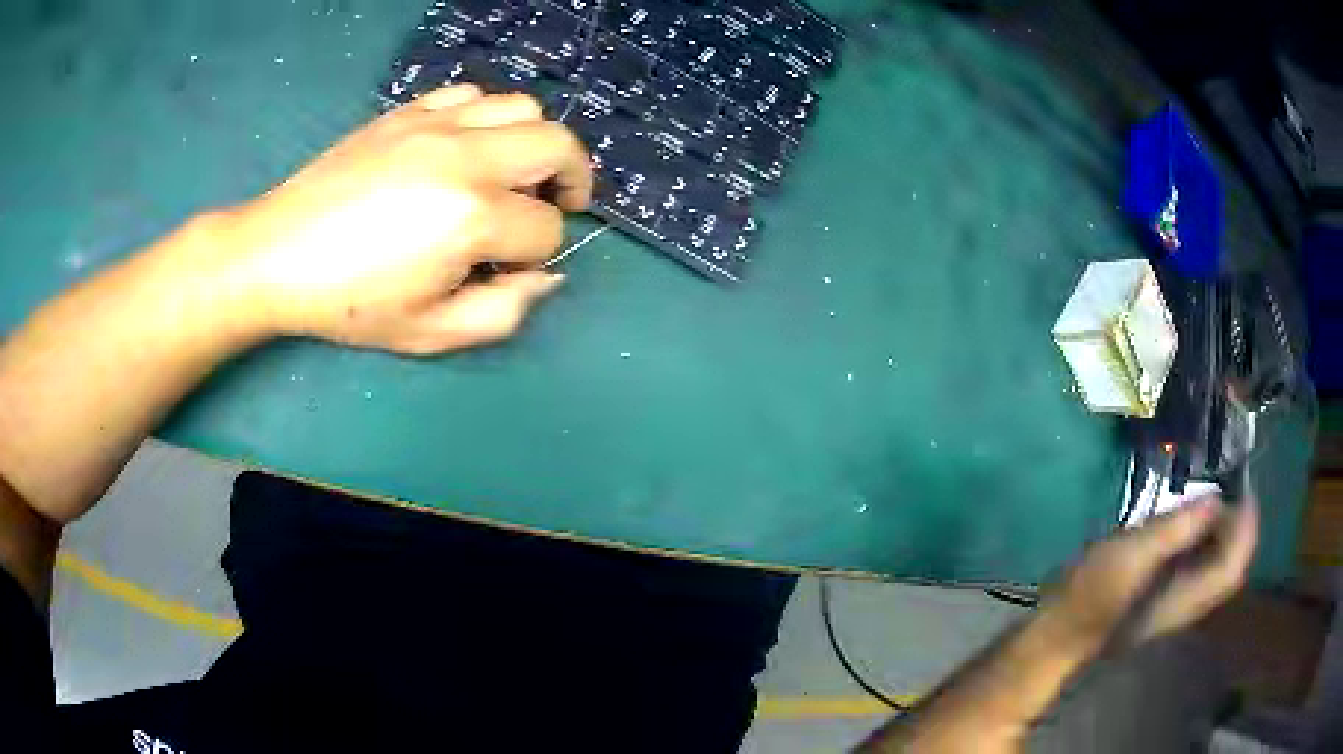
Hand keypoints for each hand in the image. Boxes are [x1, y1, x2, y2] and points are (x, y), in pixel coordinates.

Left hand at [222, 84, 592, 354]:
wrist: (276, 255)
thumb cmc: (349, 303)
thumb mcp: (430, 334)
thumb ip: (504, 313)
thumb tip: (546, 276)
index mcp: (470, 216)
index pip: (545, 230)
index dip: (535, 259)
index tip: (503, 272)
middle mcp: (465, 156)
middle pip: (558, 145)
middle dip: (572, 179)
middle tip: (556, 204)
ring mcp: (435, 124)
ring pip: (523, 108)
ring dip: (531, 144)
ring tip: (509, 174)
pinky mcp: (408, 111)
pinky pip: (471, 95)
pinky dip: (486, 119)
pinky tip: (464, 149)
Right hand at [1042, 496, 1257, 655]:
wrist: (1060, 635)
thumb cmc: (1093, 595)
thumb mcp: (1131, 555)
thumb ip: (1175, 529)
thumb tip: (1215, 500)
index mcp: (1186, 597)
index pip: (1233, 565)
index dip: (1245, 526)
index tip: (1242, 485)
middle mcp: (1189, 604)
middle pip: (1230, 567)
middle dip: (1239, 526)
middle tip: (1230, 486)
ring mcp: (1177, 604)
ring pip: (1217, 568)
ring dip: (1225, 533)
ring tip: (1215, 498)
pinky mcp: (1164, 598)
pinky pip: (1202, 568)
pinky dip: (1208, 541)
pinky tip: (1192, 524)